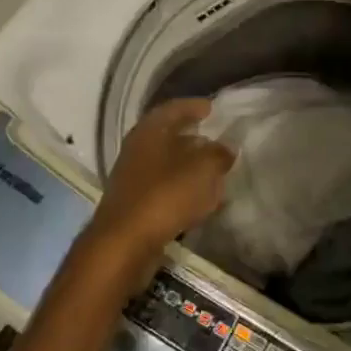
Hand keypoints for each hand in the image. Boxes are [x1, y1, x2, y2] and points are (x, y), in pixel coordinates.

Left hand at [81, 99, 233, 283]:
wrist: (124, 244)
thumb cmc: (165, 195)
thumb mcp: (203, 168)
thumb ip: (218, 154)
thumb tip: (226, 148)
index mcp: (150, 131)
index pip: (174, 108)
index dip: (194, 106)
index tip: (212, 108)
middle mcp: (137, 149)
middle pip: (168, 135)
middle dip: (192, 136)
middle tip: (215, 138)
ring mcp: (132, 177)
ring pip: (166, 163)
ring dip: (189, 165)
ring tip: (214, 170)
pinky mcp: (134, 204)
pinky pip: (164, 188)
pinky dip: (183, 188)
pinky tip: (201, 198)